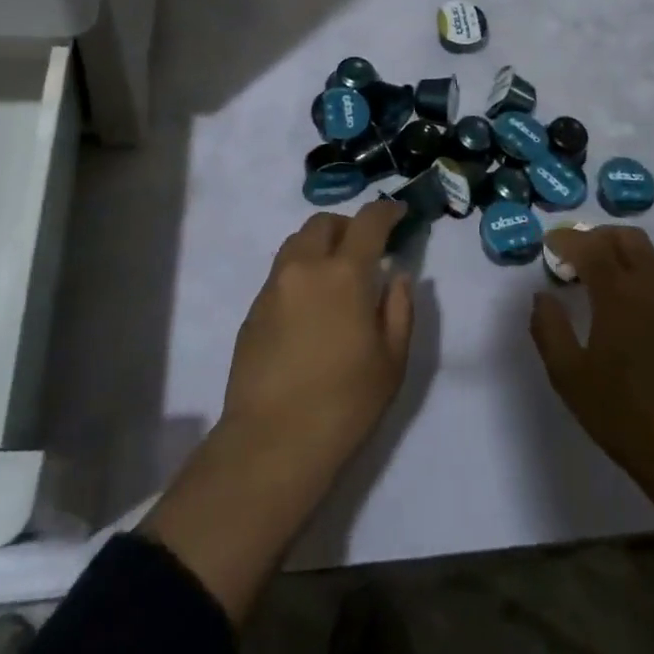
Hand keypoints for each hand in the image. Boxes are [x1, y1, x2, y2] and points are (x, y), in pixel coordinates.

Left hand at [219, 198, 415, 475]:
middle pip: (324, 223)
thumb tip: (397, 275)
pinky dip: (301, 272)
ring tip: (335, 275)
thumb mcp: (392, 360)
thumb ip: (400, 308)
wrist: (272, 441)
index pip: (367, 222)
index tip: (398, 213)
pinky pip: (281, 272)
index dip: (386, 211)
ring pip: (297, 242)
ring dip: (320, 245)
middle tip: (364, 250)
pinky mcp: (253, 309)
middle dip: (347, 226)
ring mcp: (274, 286)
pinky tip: (310, 307)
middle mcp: (305, 267)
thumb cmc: (345, 403)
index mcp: (345, 273)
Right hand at [530, 225, 653, 499]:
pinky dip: (643, 280)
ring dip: (622, 255)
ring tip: (602, 283)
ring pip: (651, 258)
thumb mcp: (571, 379)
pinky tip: (632, 314)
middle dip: (598, 236)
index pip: (591, 246)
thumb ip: (549, 330)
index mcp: (620, 296)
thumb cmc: (627, 417)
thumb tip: (542, 297)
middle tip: (577, 255)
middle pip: (628, 238)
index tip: (551, 244)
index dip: (568, 238)